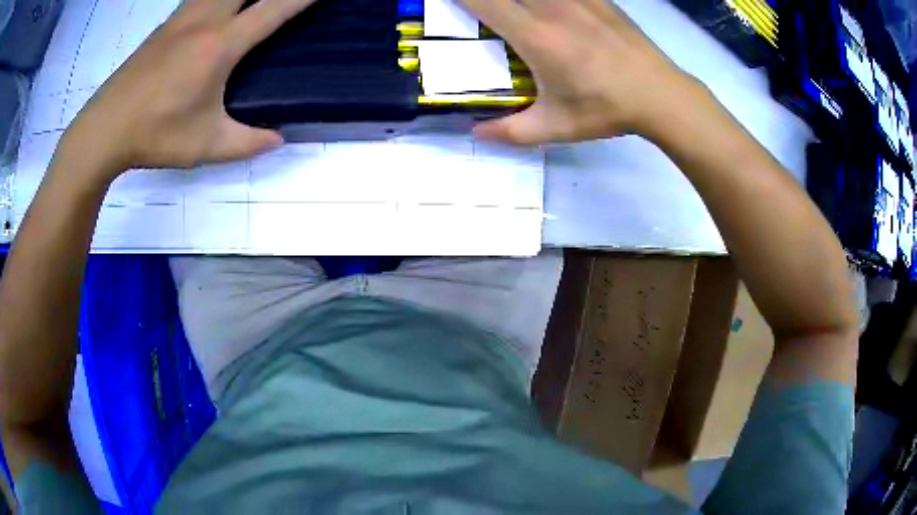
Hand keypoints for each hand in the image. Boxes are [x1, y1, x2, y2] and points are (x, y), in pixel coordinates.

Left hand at [60, 0, 317, 177]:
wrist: (103, 130)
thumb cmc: (154, 135)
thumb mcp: (205, 146)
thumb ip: (247, 142)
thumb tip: (278, 139)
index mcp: (220, 45)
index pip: (275, 8)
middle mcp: (204, 20)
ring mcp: (181, 18)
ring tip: (248, 2)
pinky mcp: (164, 26)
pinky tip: (216, 5)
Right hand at [461, 0, 698, 144]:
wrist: (660, 95)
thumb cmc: (606, 110)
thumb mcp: (555, 127)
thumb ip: (510, 131)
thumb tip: (476, 132)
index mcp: (535, 36)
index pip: (483, 1)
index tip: (448, 2)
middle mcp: (551, 7)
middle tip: (483, 9)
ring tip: (514, 11)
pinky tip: (549, 8)